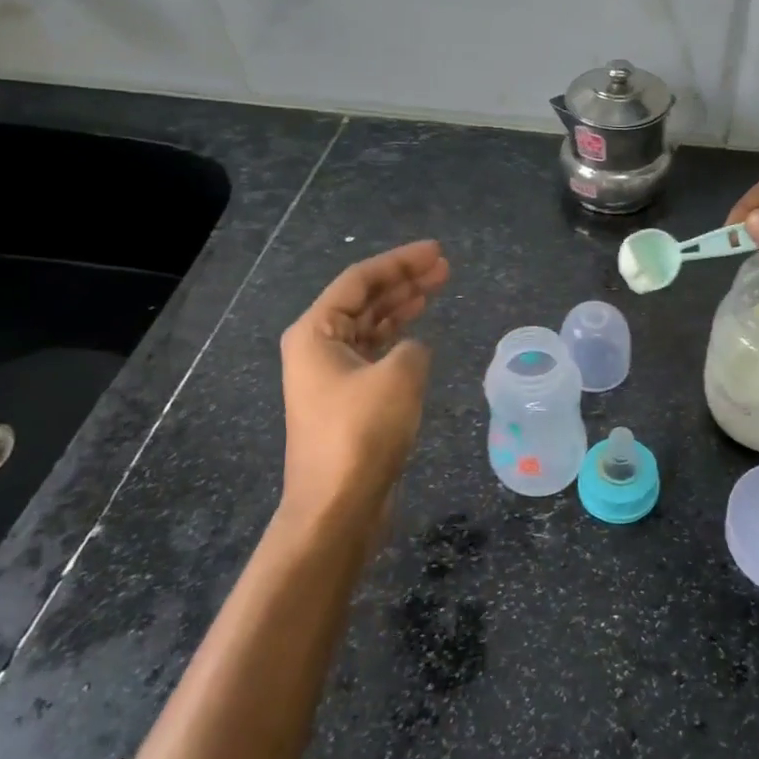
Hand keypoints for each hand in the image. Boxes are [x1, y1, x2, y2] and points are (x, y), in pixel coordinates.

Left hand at [278, 240, 450, 525]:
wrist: (337, 506)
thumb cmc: (361, 433)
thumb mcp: (399, 377)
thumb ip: (413, 348)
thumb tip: (413, 352)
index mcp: (315, 332)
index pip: (360, 281)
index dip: (400, 262)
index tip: (436, 252)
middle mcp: (317, 348)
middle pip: (364, 301)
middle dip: (403, 282)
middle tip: (443, 267)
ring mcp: (331, 377)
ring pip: (371, 328)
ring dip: (402, 308)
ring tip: (437, 288)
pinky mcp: (347, 403)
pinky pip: (375, 356)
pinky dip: (398, 342)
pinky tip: (420, 334)